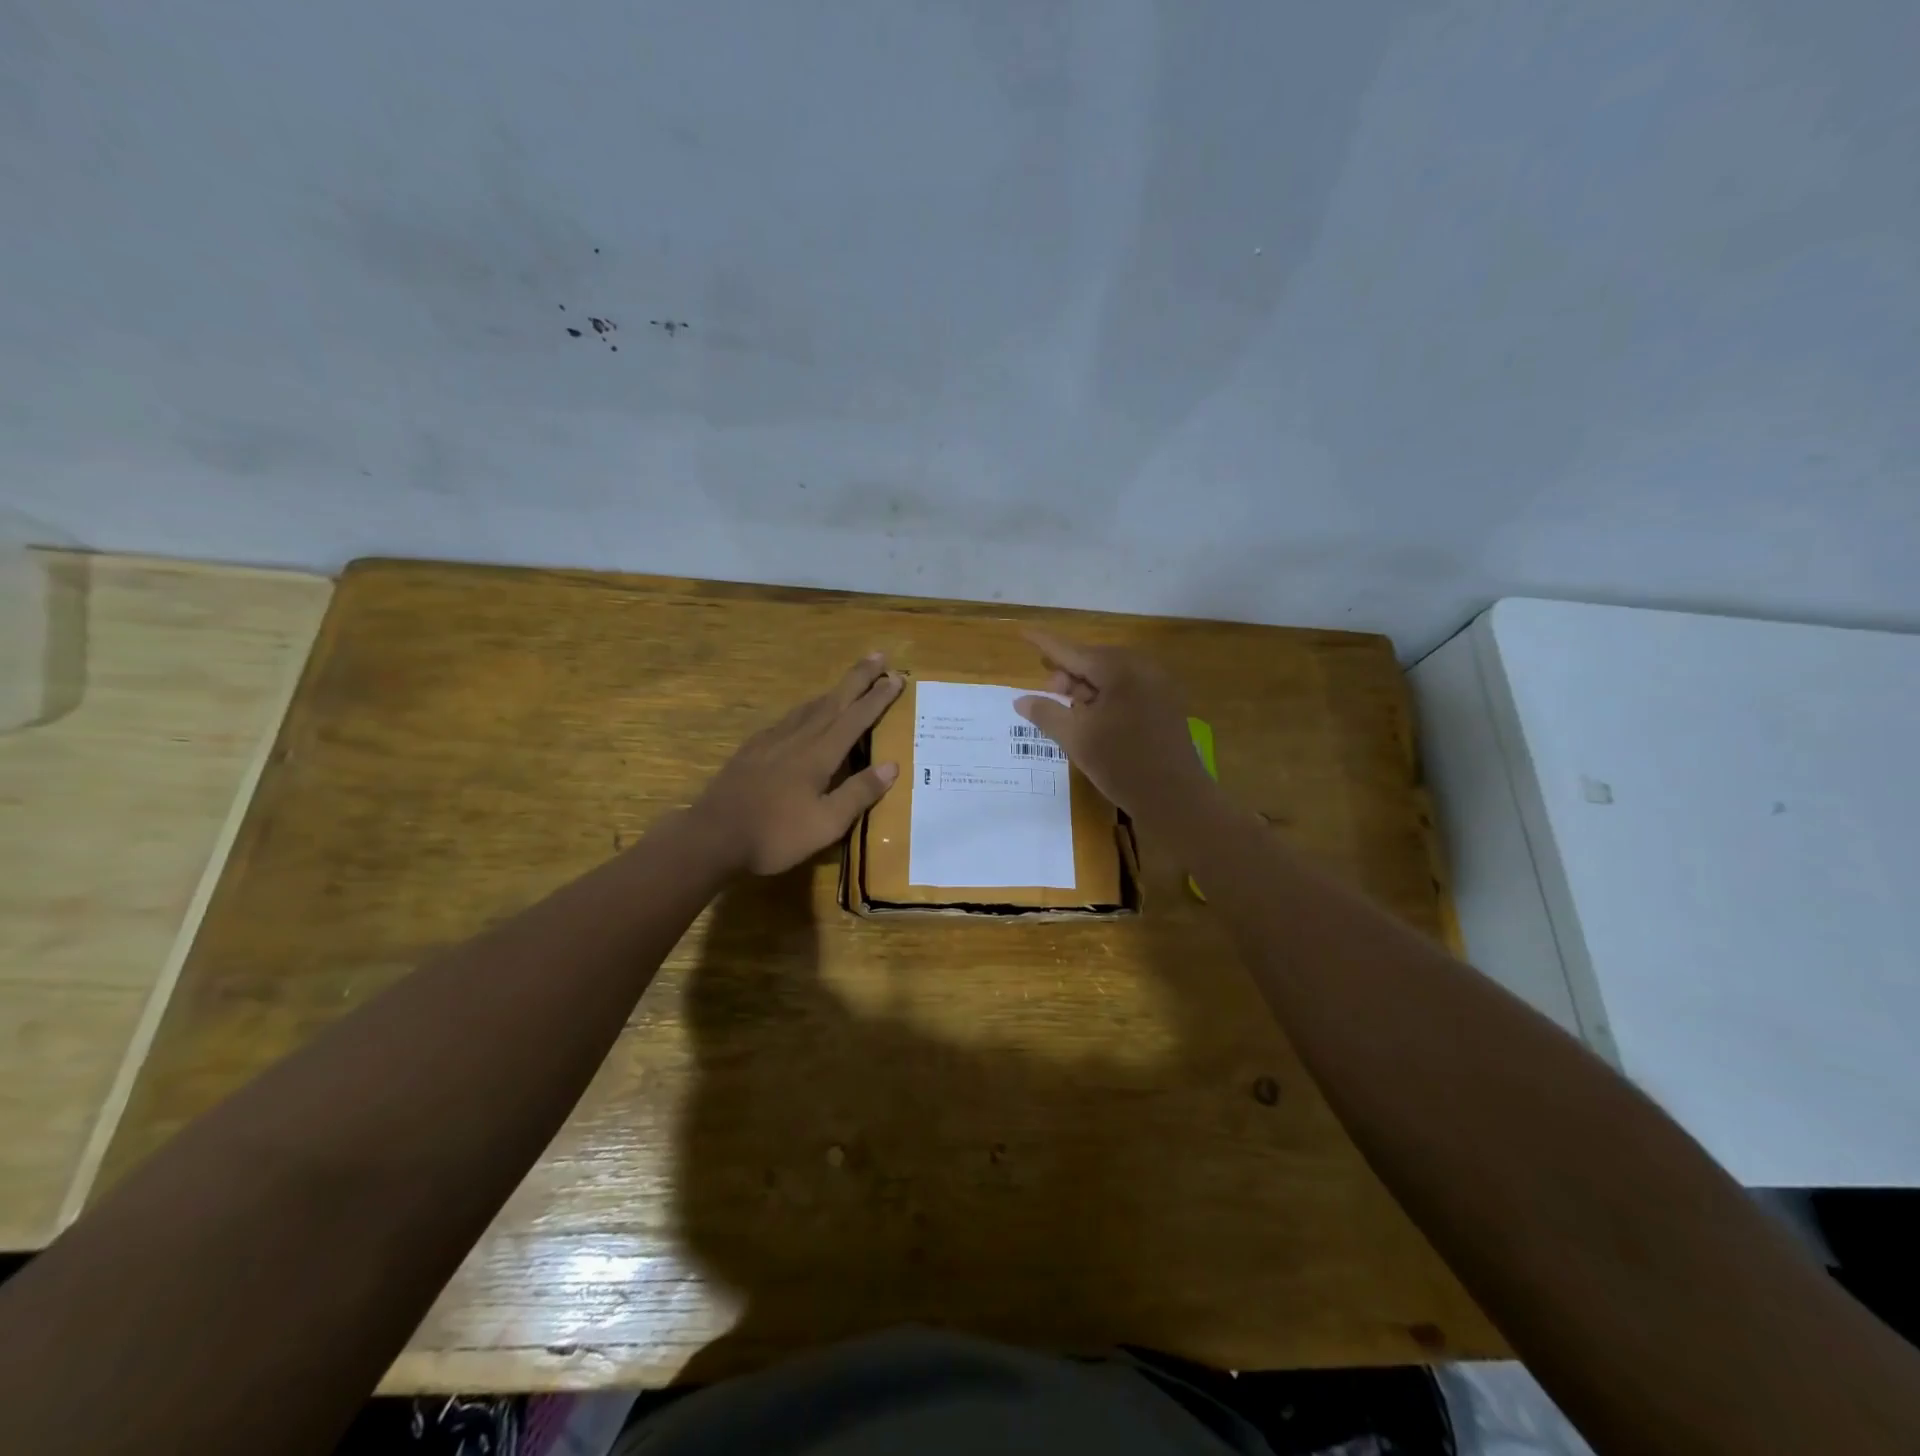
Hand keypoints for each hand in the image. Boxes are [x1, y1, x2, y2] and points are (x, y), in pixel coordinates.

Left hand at [696, 654, 902, 874]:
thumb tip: (892, 766)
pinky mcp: (752, 749)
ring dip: (833, 691)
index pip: (856, 718)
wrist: (712, 835)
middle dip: (858, 678)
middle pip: (834, 700)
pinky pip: (787, 719)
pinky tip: (803, 715)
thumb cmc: (775, 834)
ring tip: (848, 683)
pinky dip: (806, 709)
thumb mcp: (826, 824)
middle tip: (878, 655)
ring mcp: (772, 741)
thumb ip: (858, 793)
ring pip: (809, 707)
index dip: (878, 697)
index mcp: (820, 754)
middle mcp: (798, 738)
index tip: (897, 677)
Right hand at [1013, 630, 1212, 820]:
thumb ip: (1046, 713)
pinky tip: (1094, 719)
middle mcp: (1142, 668)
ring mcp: (1158, 685)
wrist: (1176, 798)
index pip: (1073, 652)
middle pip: (1094, 661)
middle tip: (1049, 693)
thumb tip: (1020, 700)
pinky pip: (1128, 689)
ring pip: (1111, 676)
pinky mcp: (1166, 704)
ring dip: (1086, 689)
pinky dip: (1106, 698)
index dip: (1045, 644)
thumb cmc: (1122, 764)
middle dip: (1068, 674)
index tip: (1023, 632)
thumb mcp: (1076, 739)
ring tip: (1070, 711)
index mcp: (1119, 670)